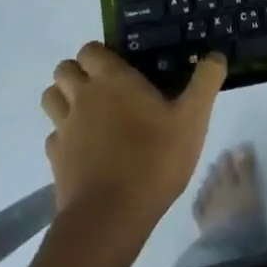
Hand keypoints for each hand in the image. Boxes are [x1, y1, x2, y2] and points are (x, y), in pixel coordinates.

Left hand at [41, 44, 227, 232]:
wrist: (110, 217)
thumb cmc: (154, 158)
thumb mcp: (192, 118)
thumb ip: (205, 82)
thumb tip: (216, 55)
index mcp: (112, 79)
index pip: (90, 49)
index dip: (101, 54)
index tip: (121, 66)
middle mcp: (82, 96)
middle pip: (63, 69)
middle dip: (78, 72)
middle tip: (105, 87)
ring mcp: (64, 128)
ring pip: (51, 98)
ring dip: (64, 99)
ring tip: (90, 113)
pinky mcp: (55, 160)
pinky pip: (53, 136)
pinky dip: (64, 136)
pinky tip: (86, 149)